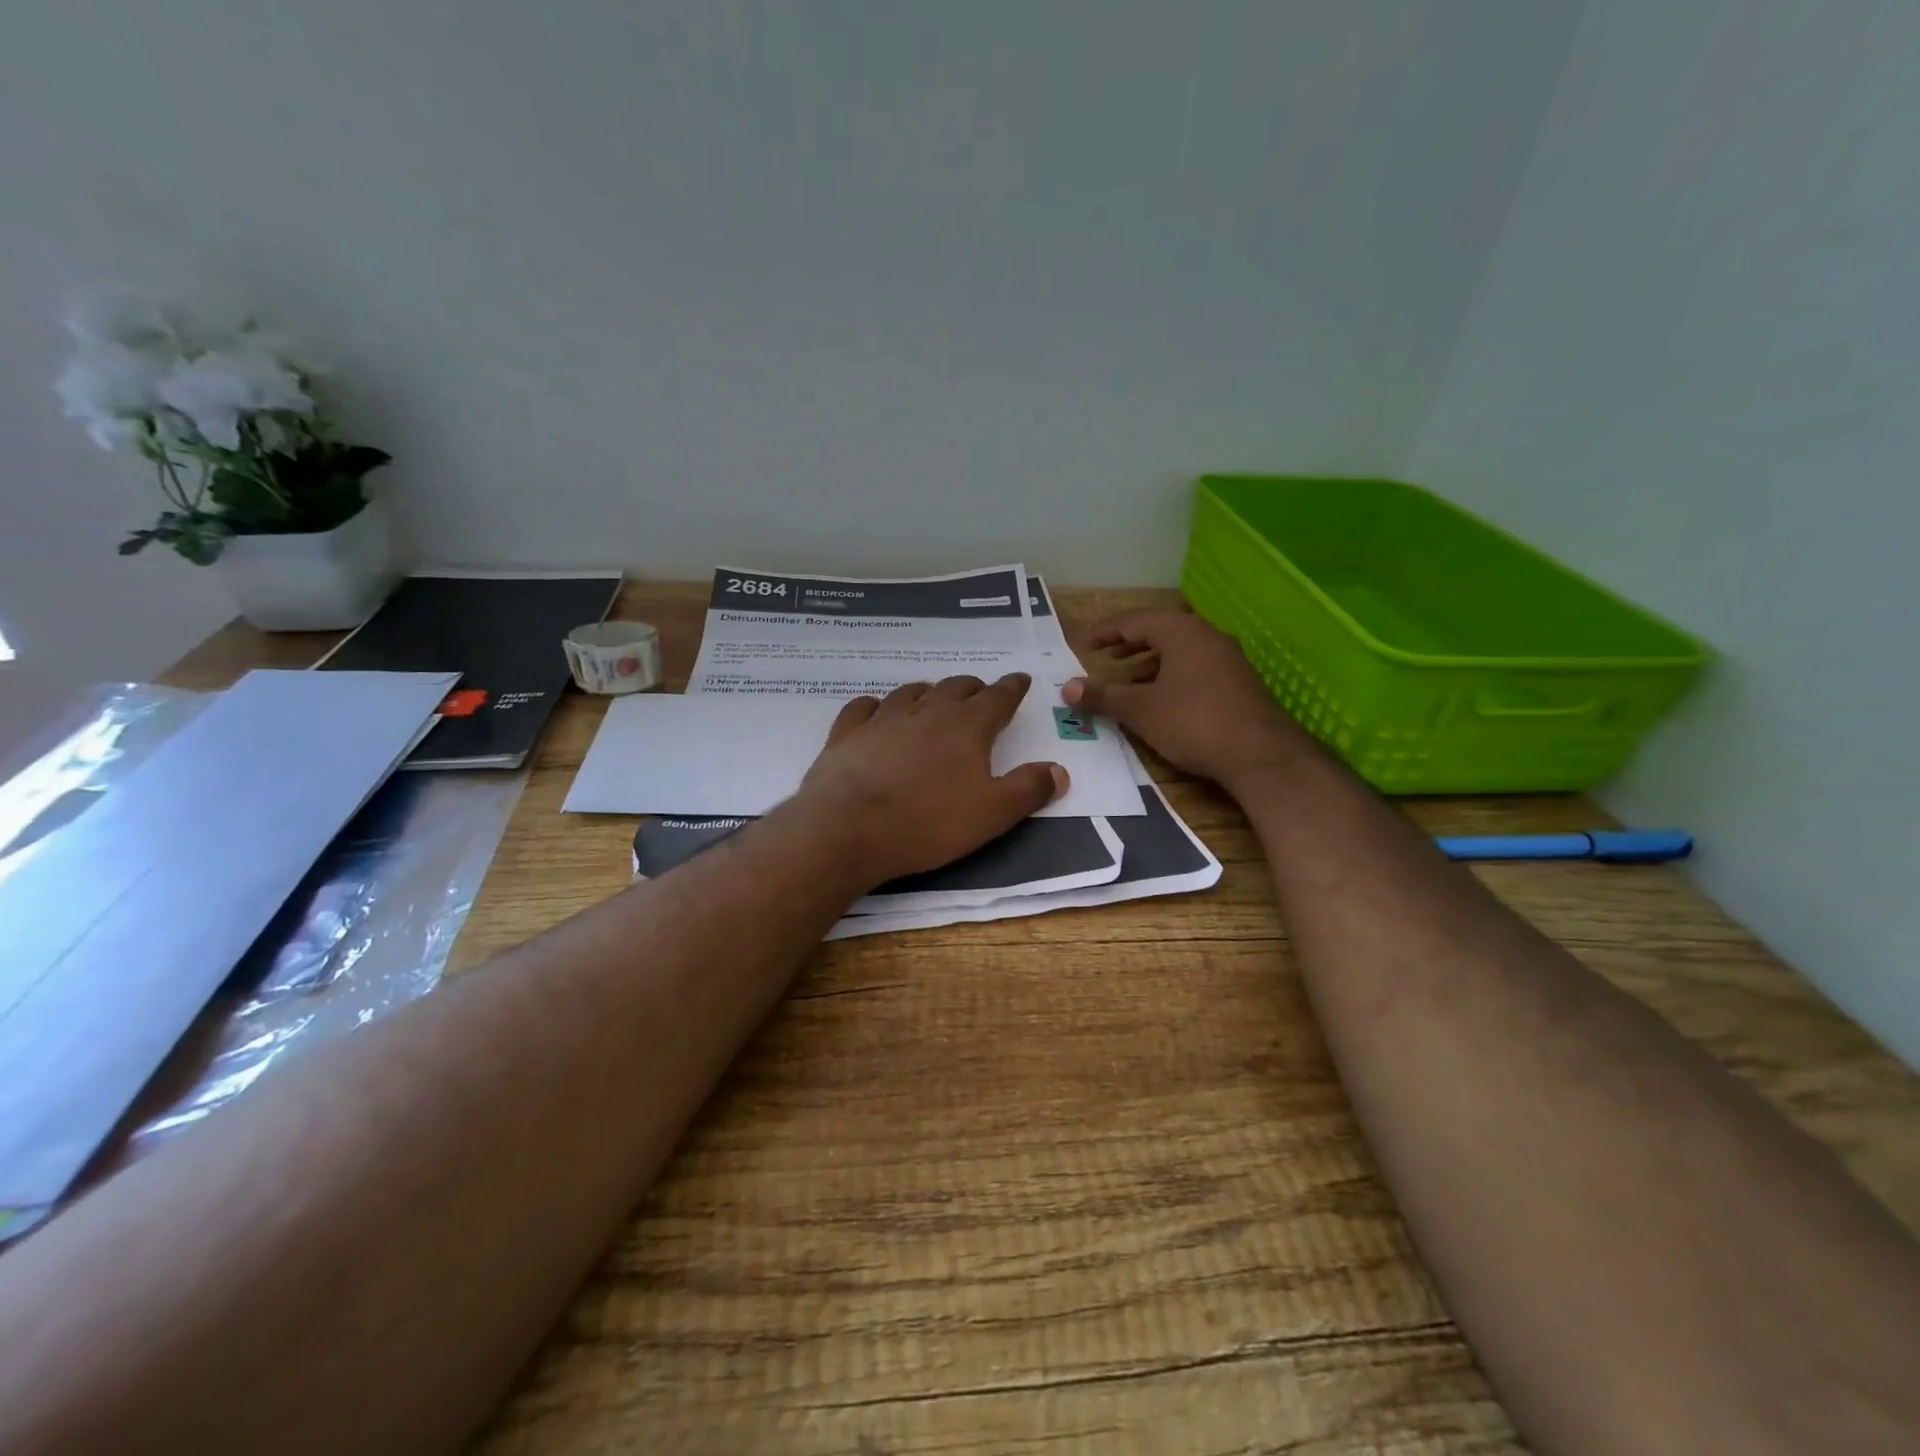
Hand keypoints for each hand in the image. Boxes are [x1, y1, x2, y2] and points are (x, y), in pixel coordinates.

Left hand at [794, 674, 1067, 885]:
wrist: (849, 828)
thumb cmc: (928, 823)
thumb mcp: (992, 814)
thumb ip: (1028, 789)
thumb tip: (1059, 770)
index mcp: (967, 727)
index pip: (998, 698)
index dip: (1012, 688)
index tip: (1020, 680)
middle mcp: (927, 712)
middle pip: (955, 688)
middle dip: (973, 688)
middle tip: (980, 693)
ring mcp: (883, 719)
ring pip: (910, 692)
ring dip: (927, 692)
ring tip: (932, 697)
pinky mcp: (847, 733)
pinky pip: (863, 707)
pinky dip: (875, 706)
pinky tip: (875, 711)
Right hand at [1062, 611, 1311, 789]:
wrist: (1261, 755)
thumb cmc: (1194, 722)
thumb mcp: (1141, 710)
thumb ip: (1103, 696)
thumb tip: (1067, 687)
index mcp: (1182, 632)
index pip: (1136, 620)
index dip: (1106, 632)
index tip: (1085, 644)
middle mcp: (1207, 636)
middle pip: (1160, 633)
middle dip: (1129, 647)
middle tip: (1104, 659)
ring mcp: (1227, 660)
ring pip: (1178, 654)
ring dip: (1148, 667)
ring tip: (1126, 686)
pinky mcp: (1237, 684)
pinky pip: (1194, 670)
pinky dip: (1170, 679)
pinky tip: (1160, 703)